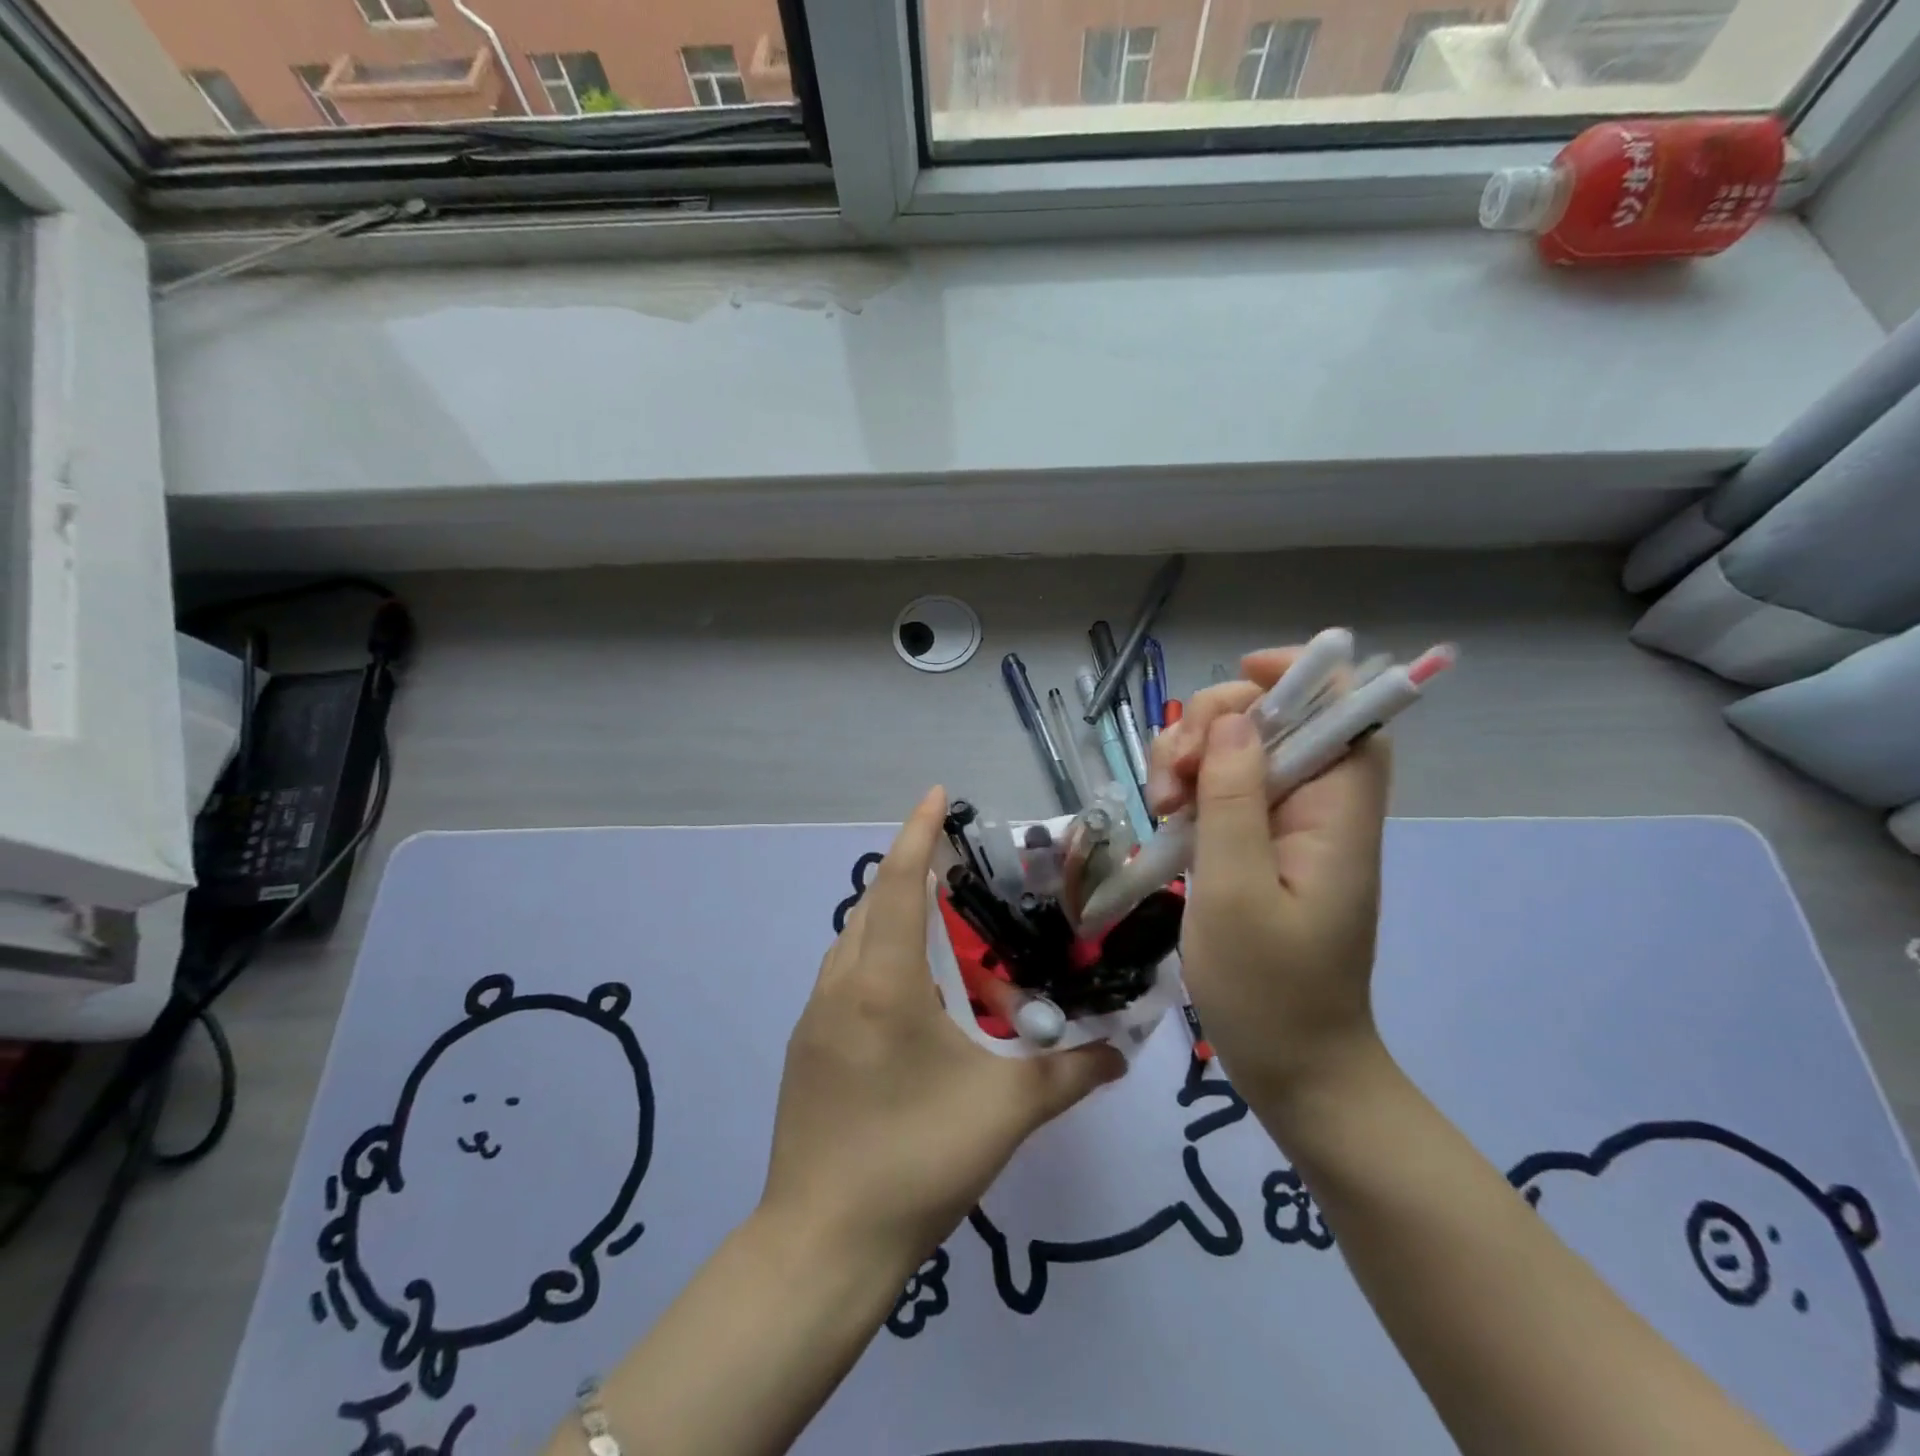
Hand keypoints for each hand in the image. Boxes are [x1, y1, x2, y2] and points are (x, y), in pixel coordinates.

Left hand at [761, 788, 1125, 1267]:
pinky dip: (878, 960)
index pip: (899, 883)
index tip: (936, 794)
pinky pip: (845, 976)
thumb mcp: (1004, 1113)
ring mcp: (815, 1016)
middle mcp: (840, 984)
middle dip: (912, 873)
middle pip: (874, 903)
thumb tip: (1120, 1053)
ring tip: (944, 931)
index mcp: (882, 982)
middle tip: (961, 872)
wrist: (822, 1244)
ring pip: (854, 940)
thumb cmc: (915, 1160)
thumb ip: (1069, 1074)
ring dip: (894, 920)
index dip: (918, 833)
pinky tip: (914, 998)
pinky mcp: (806, 1047)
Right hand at [1149, 649, 1391, 1109]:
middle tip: (1175, 778)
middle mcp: (1318, 809)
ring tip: (1161, 807)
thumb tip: (1236, 718)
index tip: (1238, 677)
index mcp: (1336, 814)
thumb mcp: (1236, 891)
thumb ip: (1235, 800)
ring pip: (1239, 753)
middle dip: (1215, 726)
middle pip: (1275, 722)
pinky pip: (1223, 793)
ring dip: (1191, 760)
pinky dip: (1189, 791)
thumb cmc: (1269, 991)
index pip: (1346, 710)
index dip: (1302, 676)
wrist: (1294, 1068)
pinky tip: (1164, 819)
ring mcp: (1285, 829)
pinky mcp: (1258, 849)